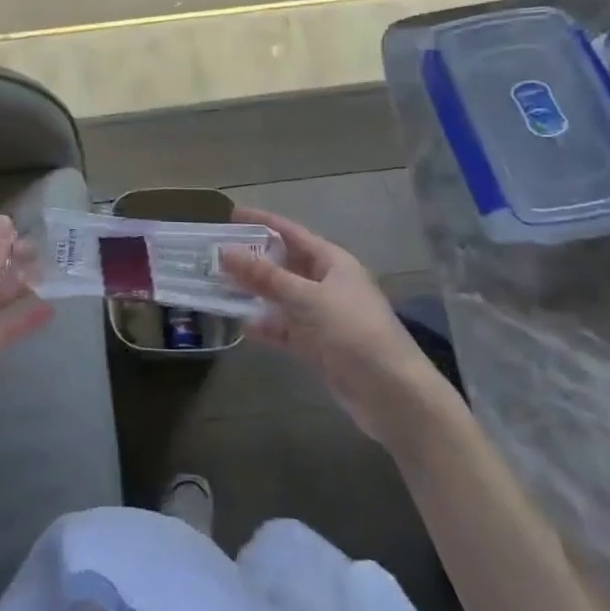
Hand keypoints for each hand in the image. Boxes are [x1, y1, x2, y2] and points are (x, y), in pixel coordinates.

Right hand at [222, 207, 455, 447]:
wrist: (393, 396)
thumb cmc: (355, 334)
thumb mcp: (307, 299)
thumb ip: (266, 277)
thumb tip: (226, 252)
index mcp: (332, 262)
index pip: (292, 233)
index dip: (263, 222)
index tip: (232, 214)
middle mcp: (327, 284)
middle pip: (285, 264)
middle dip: (253, 259)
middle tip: (216, 253)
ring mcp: (323, 316)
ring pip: (281, 297)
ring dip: (255, 292)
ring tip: (219, 286)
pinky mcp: (319, 346)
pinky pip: (286, 328)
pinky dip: (267, 326)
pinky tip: (243, 325)